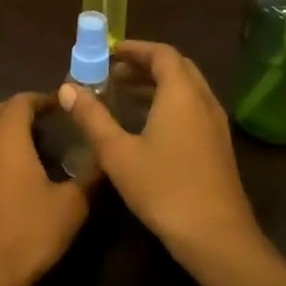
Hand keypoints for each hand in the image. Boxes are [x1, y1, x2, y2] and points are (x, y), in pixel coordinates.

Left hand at [0, 92, 89, 285]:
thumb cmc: (27, 235)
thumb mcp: (71, 207)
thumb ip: (89, 176)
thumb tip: (104, 158)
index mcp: (6, 139)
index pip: (20, 101)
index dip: (42, 99)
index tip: (62, 106)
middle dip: (21, 110)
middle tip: (47, 123)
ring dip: (3, 131)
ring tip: (29, 147)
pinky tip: (5, 175)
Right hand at [59, 40, 259, 261]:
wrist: (216, 236)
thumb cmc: (164, 189)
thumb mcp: (118, 153)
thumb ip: (92, 118)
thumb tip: (67, 88)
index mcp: (181, 95)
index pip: (162, 54)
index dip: (135, 49)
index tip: (109, 52)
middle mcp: (203, 101)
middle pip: (177, 67)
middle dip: (145, 64)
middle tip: (114, 72)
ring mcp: (215, 124)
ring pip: (187, 89)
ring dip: (157, 84)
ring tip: (124, 95)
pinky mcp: (218, 145)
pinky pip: (193, 108)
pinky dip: (169, 103)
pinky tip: (147, 125)